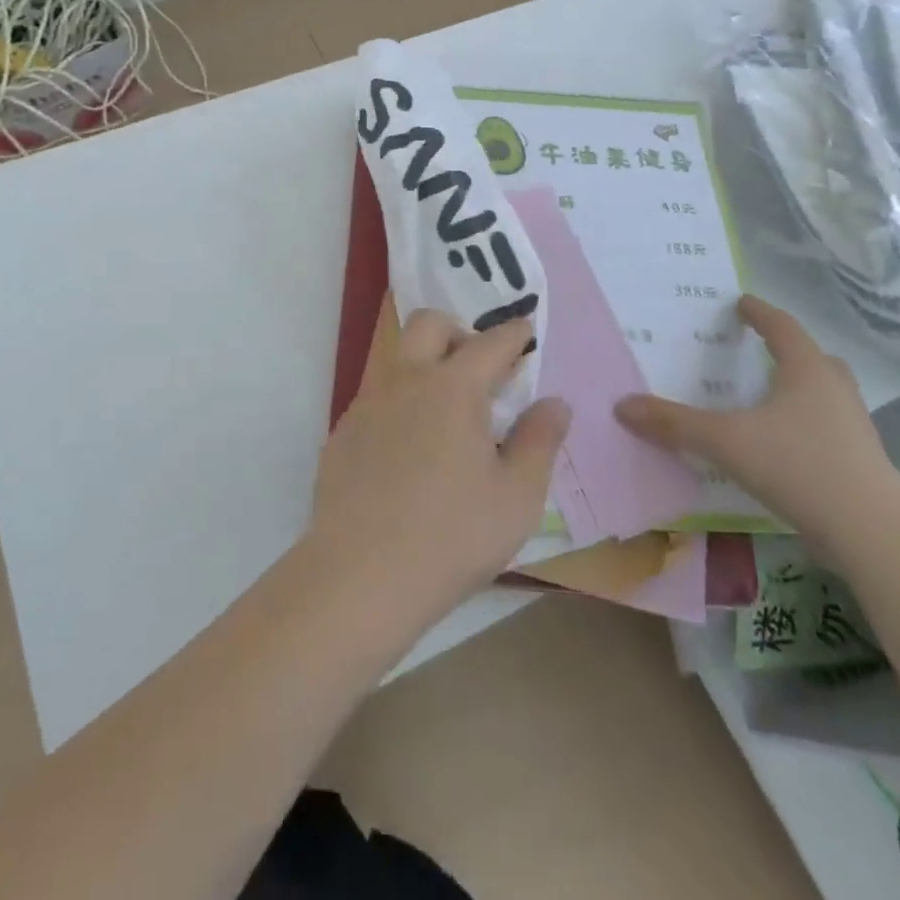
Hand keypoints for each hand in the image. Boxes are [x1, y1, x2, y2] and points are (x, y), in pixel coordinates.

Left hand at [307, 310, 569, 631]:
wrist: (361, 575)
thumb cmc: (452, 536)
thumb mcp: (517, 497)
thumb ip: (540, 441)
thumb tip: (555, 403)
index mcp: (453, 388)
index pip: (491, 342)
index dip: (514, 334)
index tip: (526, 332)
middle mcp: (406, 380)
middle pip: (429, 324)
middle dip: (460, 332)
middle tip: (481, 370)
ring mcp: (368, 403)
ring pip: (398, 359)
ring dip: (426, 366)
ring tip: (447, 414)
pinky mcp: (344, 432)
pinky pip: (377, 397)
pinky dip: (401, 403)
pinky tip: (410, 452)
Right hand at [615, 296, 899, 565]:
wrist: (873, 534)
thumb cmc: (799, 466)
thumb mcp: (725, 441)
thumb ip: (674, 423)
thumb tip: (621, 406)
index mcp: (807, 371)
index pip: (782, 327)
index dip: (759, 313)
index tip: (741, 302)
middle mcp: (834, 391)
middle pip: (813, 358)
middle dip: (787, 350)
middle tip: (759, 349)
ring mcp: (853, 428)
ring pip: (825, 394)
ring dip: (799, 388)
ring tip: (768, 396)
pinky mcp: (859, 463)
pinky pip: (827, 428)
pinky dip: (803, 424)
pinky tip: (781, 445)